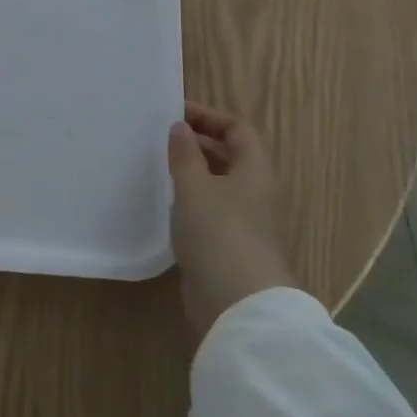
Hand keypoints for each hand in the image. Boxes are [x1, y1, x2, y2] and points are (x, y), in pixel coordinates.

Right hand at [168, 103, 295, 335]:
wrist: (238, 303)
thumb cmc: (219, 232)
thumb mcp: (194, 186)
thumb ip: (185, 154)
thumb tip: (181, 127)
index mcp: (255, 171)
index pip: (238, 129)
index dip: (209, 117)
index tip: (175, 113)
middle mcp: (256, 192)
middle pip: (232, 155)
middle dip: (199, 142)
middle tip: (162, 137)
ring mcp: (245, 221)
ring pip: (220, 184)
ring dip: (194, 171)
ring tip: (160, 165)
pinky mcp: (231, 245)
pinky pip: (212, 209)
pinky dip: (192, 199)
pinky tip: (167, 203)